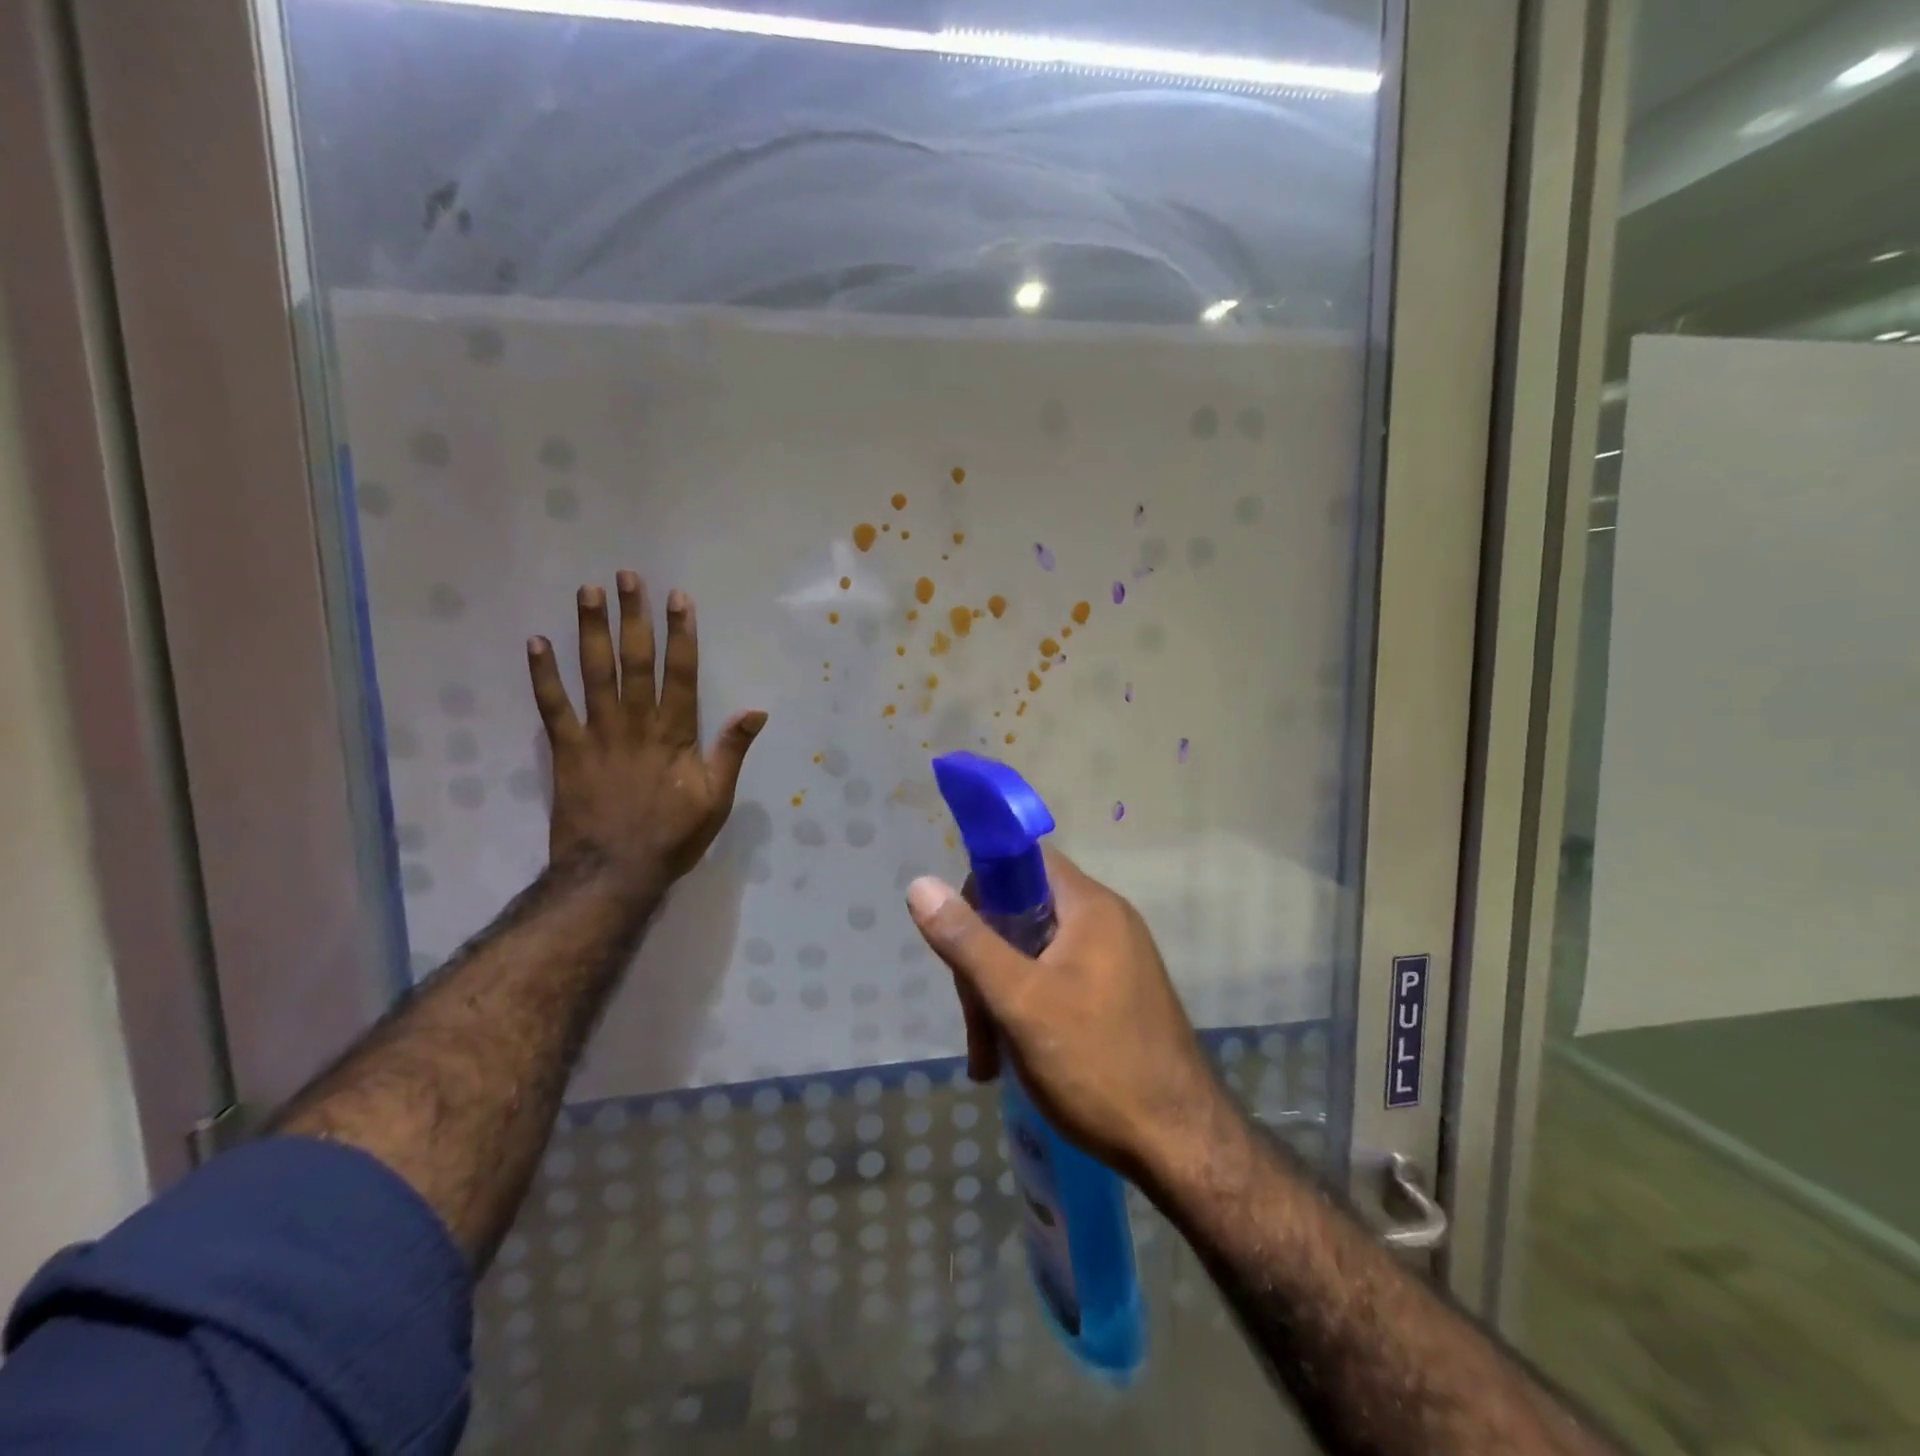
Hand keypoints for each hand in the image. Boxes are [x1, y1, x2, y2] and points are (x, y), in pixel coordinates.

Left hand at [527, 572, 765, 898]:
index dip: (681, 634)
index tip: (678, 598)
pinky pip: (552, 707)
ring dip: (590, 630)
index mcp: (675, 734)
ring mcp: (597, 734)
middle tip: (626, 577)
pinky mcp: (566, 751)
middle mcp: (636, 724)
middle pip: (635, 661)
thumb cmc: (672, 837)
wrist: (613, 873)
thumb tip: (756, 711)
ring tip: (587, 592)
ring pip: (594, 673)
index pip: (681, 673)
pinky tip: (537, 643)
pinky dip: (543, 675)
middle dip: (633, 616)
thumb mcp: (717, 799)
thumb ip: (731, 751)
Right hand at [906, 849, 1218, 1181]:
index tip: (958, 935)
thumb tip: (921, 884)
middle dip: (986, 963)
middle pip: (1023, 912)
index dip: (982, 886)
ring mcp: (1115, 960)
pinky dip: (1028, 1011)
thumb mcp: (1020, 1001)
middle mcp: (1106, 922)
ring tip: (989, 1058)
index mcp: (1090, 906)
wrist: (1182, 1146)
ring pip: (1035, 954)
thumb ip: (968, 941)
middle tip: (976, 1024)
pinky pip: (1057, 982)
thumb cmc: (1096, 1063)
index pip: (1024, 860)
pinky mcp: (1116, 996)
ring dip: (1001, 997)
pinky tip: (1011, 1060)